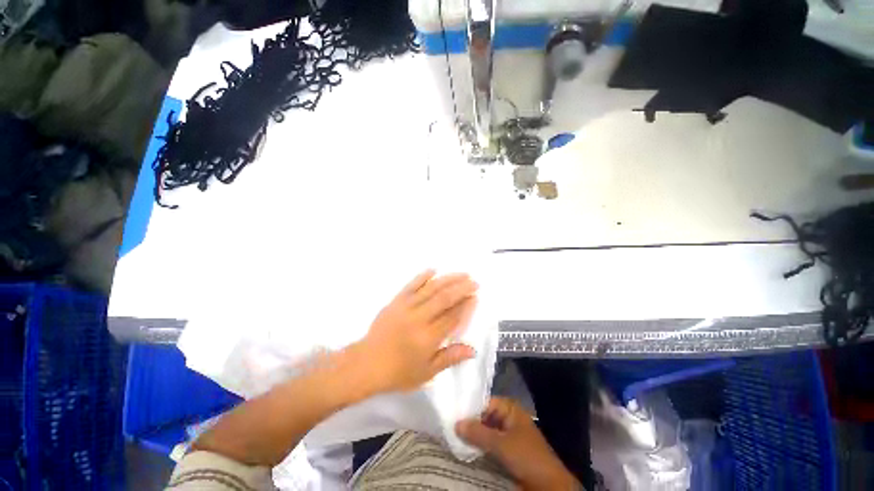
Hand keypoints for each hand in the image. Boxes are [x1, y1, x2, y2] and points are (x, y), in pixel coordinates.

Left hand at [357, 270, 478, 393]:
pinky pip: (411, 285)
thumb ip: (450, 358)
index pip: (453, 317)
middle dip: (461, 288)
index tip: (475, 297)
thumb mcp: (426, 372)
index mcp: (428, 338)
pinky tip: (433, 270)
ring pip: (431, 289)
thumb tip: (472, 350)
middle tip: (474, 281)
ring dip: (448, 279)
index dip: (466, 306)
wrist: (366, 364)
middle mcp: (419, 319)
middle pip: (444, 299)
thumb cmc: (398, 372)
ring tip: (461, 274)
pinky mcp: (395, 301)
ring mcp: (406, 307)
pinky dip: (422, 276)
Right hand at [456, 398, 580, 490]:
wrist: (549, 484)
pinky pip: (490, 442)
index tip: (453, 413)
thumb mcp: (501, 444)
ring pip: (486, 430)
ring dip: (474, 435)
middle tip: (451, 426)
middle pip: (485, 416)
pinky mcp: (508, 448)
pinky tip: (467, 448)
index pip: (485, 402)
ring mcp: (508, 433)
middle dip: (471, 422)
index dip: (470, 408)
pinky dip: (480, 445)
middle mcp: (508, 417)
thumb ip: (478, 432)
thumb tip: (456, 423)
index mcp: (510, 408)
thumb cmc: (526, 456)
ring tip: (455, 437)